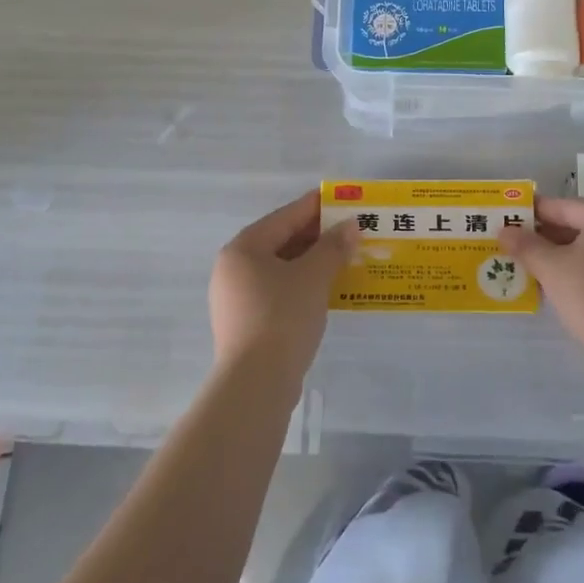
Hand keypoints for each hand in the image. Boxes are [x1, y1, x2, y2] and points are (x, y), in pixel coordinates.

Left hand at [210, 191, 357, 385]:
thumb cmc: (282, 316)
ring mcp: (236, 299)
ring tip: (342, 258)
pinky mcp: (245, 324)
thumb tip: (350, 225)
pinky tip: (325, 290)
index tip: (341, 199)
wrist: (256, 384)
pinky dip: (301, 285)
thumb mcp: (313, 276)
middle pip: (280, 242)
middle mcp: (233, 269)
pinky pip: (277, 292)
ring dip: (310, 262)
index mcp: (243, 248)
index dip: (314, 206)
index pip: (284, 217)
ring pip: (279, 269)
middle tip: (348, 230)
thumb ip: (333, 247)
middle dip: (315, 236)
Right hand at [502, 197, 583, 380]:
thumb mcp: (550, 268)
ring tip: (535, 265)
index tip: (510, 219)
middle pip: (581, 225)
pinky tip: (563, 282)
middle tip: (518, 245)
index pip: (564, 207)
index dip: (533, 213)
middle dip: (548, 236)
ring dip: (565, 254)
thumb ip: (525, 245)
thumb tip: (504, 231)